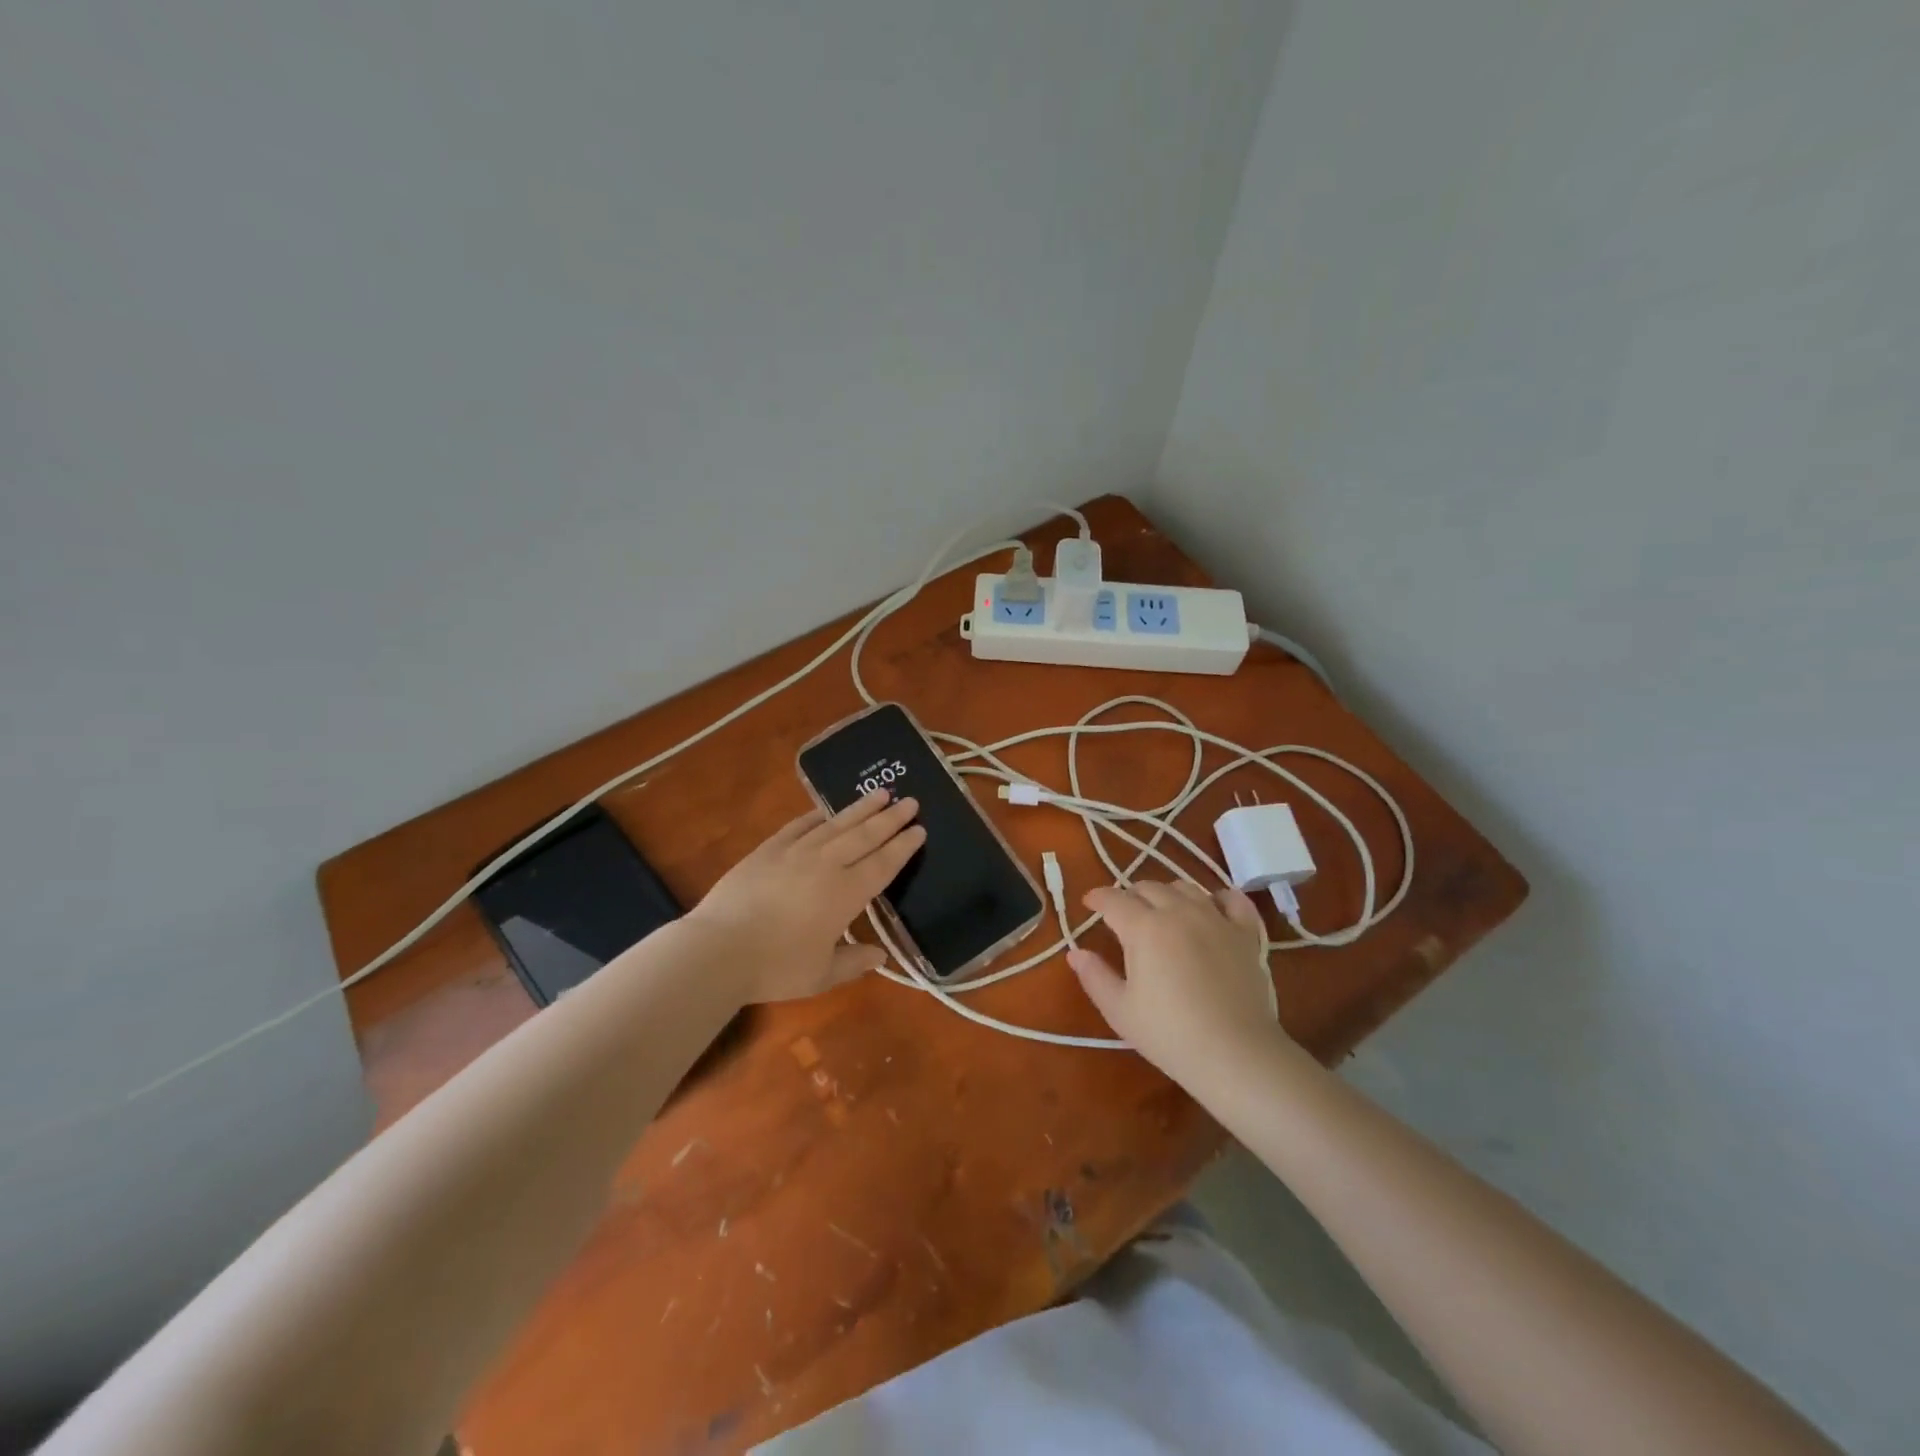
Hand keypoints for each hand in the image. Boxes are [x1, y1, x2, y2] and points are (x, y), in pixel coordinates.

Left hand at [688, 790, 923, 1003]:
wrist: (719, 949)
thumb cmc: (775, 967)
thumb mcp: (821, 975)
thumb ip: (854, 962)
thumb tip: (881, 956)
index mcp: (847, 894)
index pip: (883, 864)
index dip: (903, 847)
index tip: (919, 829)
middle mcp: (827, 865)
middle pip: (865, 835)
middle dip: (890, 818)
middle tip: (911, 802)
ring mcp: (796, 852)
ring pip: (836, 824)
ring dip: (861, 808)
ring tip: (881, 793)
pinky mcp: (768, 849)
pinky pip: (800, 825)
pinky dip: (817, 816)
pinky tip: (826, 810)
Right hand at [1069, 880, 1282, 1080]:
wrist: (1236, 1054)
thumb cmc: (1170, 1034)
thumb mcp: (1120, 1011)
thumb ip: (1095, 977)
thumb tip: (1076, 953)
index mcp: (1144, 927)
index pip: (1113, 900)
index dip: (1097, 898)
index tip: (1089, 903)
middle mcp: (1179, 912)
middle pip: (1148, 888)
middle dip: (1129, 895)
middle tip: (1122, 913)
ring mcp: (1216, 919)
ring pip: (1186, 887)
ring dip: (1167, 893)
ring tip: (1162, 910)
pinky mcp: (1246, 933)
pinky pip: (1233, 900)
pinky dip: (1218, 897)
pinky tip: (1212, 906)